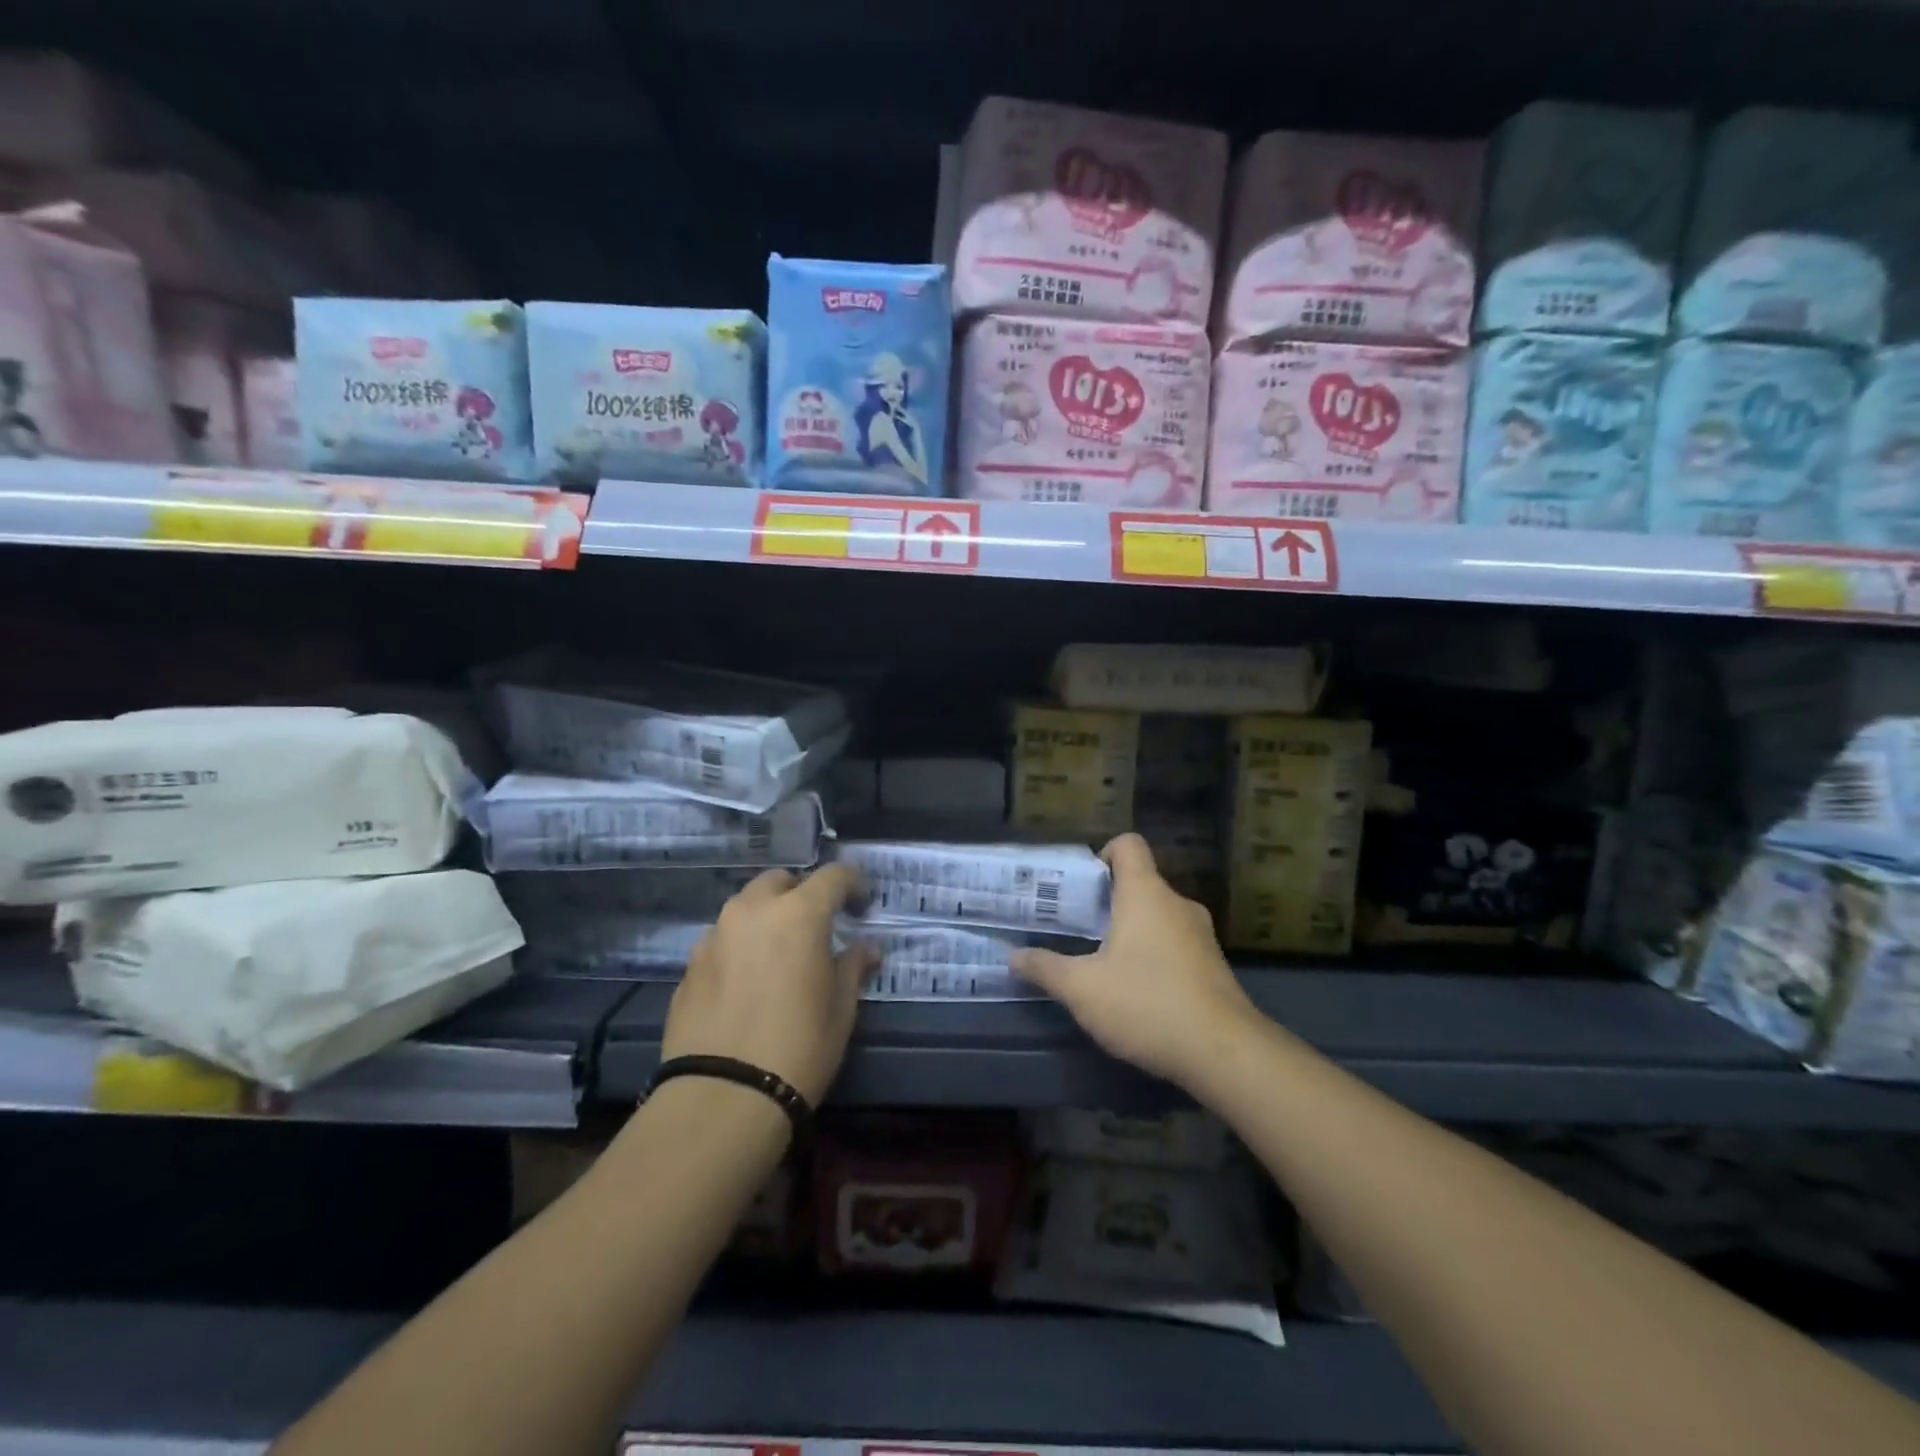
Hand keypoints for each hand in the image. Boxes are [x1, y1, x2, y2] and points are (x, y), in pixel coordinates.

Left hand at [661, 865, 872, 1105]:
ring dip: (767, 917)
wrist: (722, 1098)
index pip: (833, 875)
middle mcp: (753, 911)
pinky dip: (740, 946)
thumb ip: (853, 967)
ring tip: (779, 954)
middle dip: (801, 893)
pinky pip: (723, 939)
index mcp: (799, 914)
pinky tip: (747, 982)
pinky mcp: (690, 965)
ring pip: (746, 907)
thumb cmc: (798, 1048)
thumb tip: (866, 948)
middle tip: (816, 926)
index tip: (861, 907)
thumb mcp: (841, 1009)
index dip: (853, 884)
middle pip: (780, 881)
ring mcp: (715, 935)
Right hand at [1010, 833, 1257, 1091]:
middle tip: (1077, 928)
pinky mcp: (1213, 965)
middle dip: (1107, 902)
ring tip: (1101, 962)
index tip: (1081, 886)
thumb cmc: (1146, 1004)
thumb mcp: (1082, 989)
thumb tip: (1012, 957)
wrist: (1224, 1053)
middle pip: (1139, 883)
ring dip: (1131, 931)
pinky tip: (1137, 991)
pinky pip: (1175, 944)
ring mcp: (1201, 935)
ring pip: (1158, 916)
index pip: (1128, 844)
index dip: (1102, 854)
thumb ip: (1045, 968)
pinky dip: (1154, 955)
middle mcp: (1177, 903)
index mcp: (1145, 893)